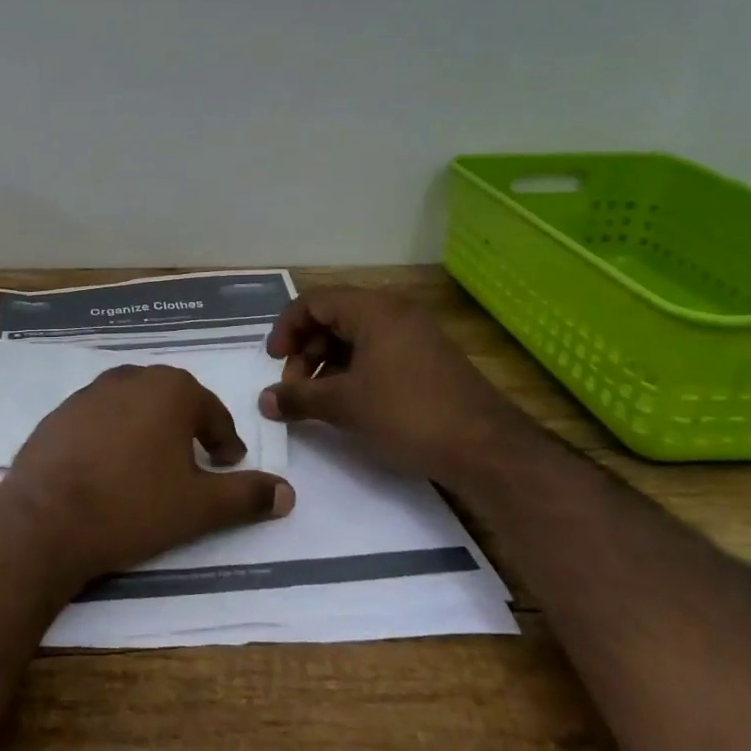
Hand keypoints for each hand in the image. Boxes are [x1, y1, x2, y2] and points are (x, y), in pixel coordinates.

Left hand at [1, 364, 294, 588]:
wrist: (46, 519)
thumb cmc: (133, 506)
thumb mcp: (199, 507)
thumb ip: (246, 496)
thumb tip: (288, 493)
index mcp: (170, 390)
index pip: (211, 411)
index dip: (224, 440)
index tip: (227, 464)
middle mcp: (130, 379)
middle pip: (171, 401)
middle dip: (187, 428)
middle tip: (195, 462)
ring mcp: (89, 393)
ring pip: (133, 406)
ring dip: (148, 430)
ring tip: (152, 467)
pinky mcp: (58, 413)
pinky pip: (98, 419)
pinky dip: (112, 437)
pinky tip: (108, 469)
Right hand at [260, 287, 528, 483]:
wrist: (486, 448)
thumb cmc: (408, 413)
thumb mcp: (345, 405)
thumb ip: (298, 398)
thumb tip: (264, 401)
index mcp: (373, 310)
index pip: (314, 301)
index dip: (286, 328)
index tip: (274, 361)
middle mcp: (395, 312)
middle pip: (333, 317)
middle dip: (306, 350)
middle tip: (294, 387)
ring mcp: (415, 335)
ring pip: (356, 337)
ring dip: (327, 364)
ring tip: (317, 399)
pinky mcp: (428, 359)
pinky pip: (378, 352)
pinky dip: (353, 371)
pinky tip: (348, 402)